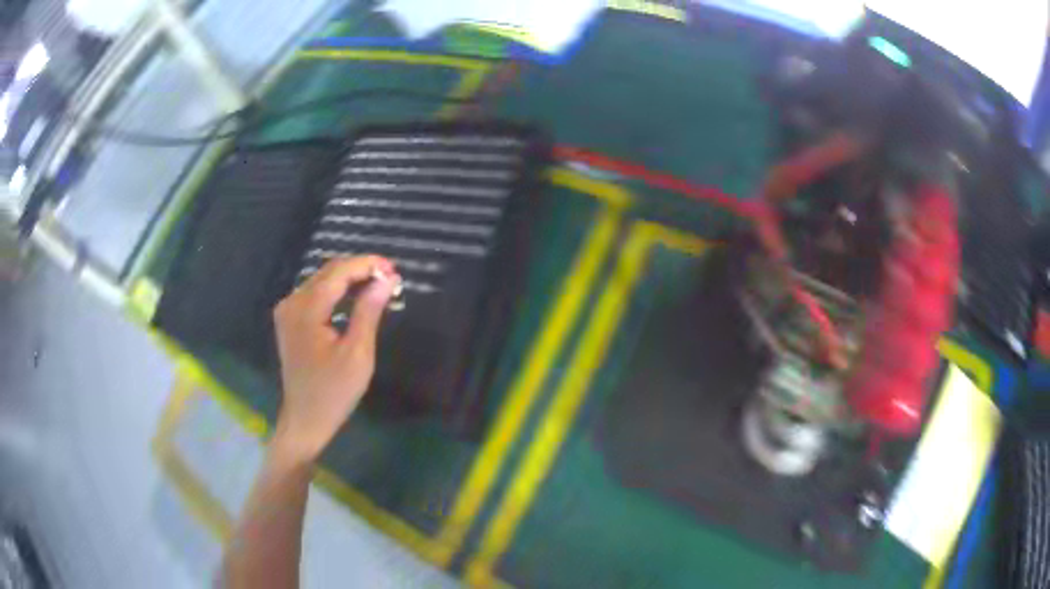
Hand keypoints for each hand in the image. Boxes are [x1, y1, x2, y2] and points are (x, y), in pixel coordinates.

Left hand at [271, 255, 398, 463]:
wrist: (305, 419)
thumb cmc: (333, 392)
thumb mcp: (357, 353)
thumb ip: (369, 311)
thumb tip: (387, 279)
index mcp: (306, 310)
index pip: (338, 273)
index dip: (367, 265)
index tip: (394, 269)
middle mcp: (292, 302)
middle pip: (328, 272)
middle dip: (359, 270)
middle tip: (390, 278)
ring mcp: (288, 311)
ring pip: (321, 281)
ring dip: (349, 279)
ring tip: (379, 286)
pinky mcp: (290, 320)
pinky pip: (315, 294)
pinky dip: (337, 292)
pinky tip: (355, 299)